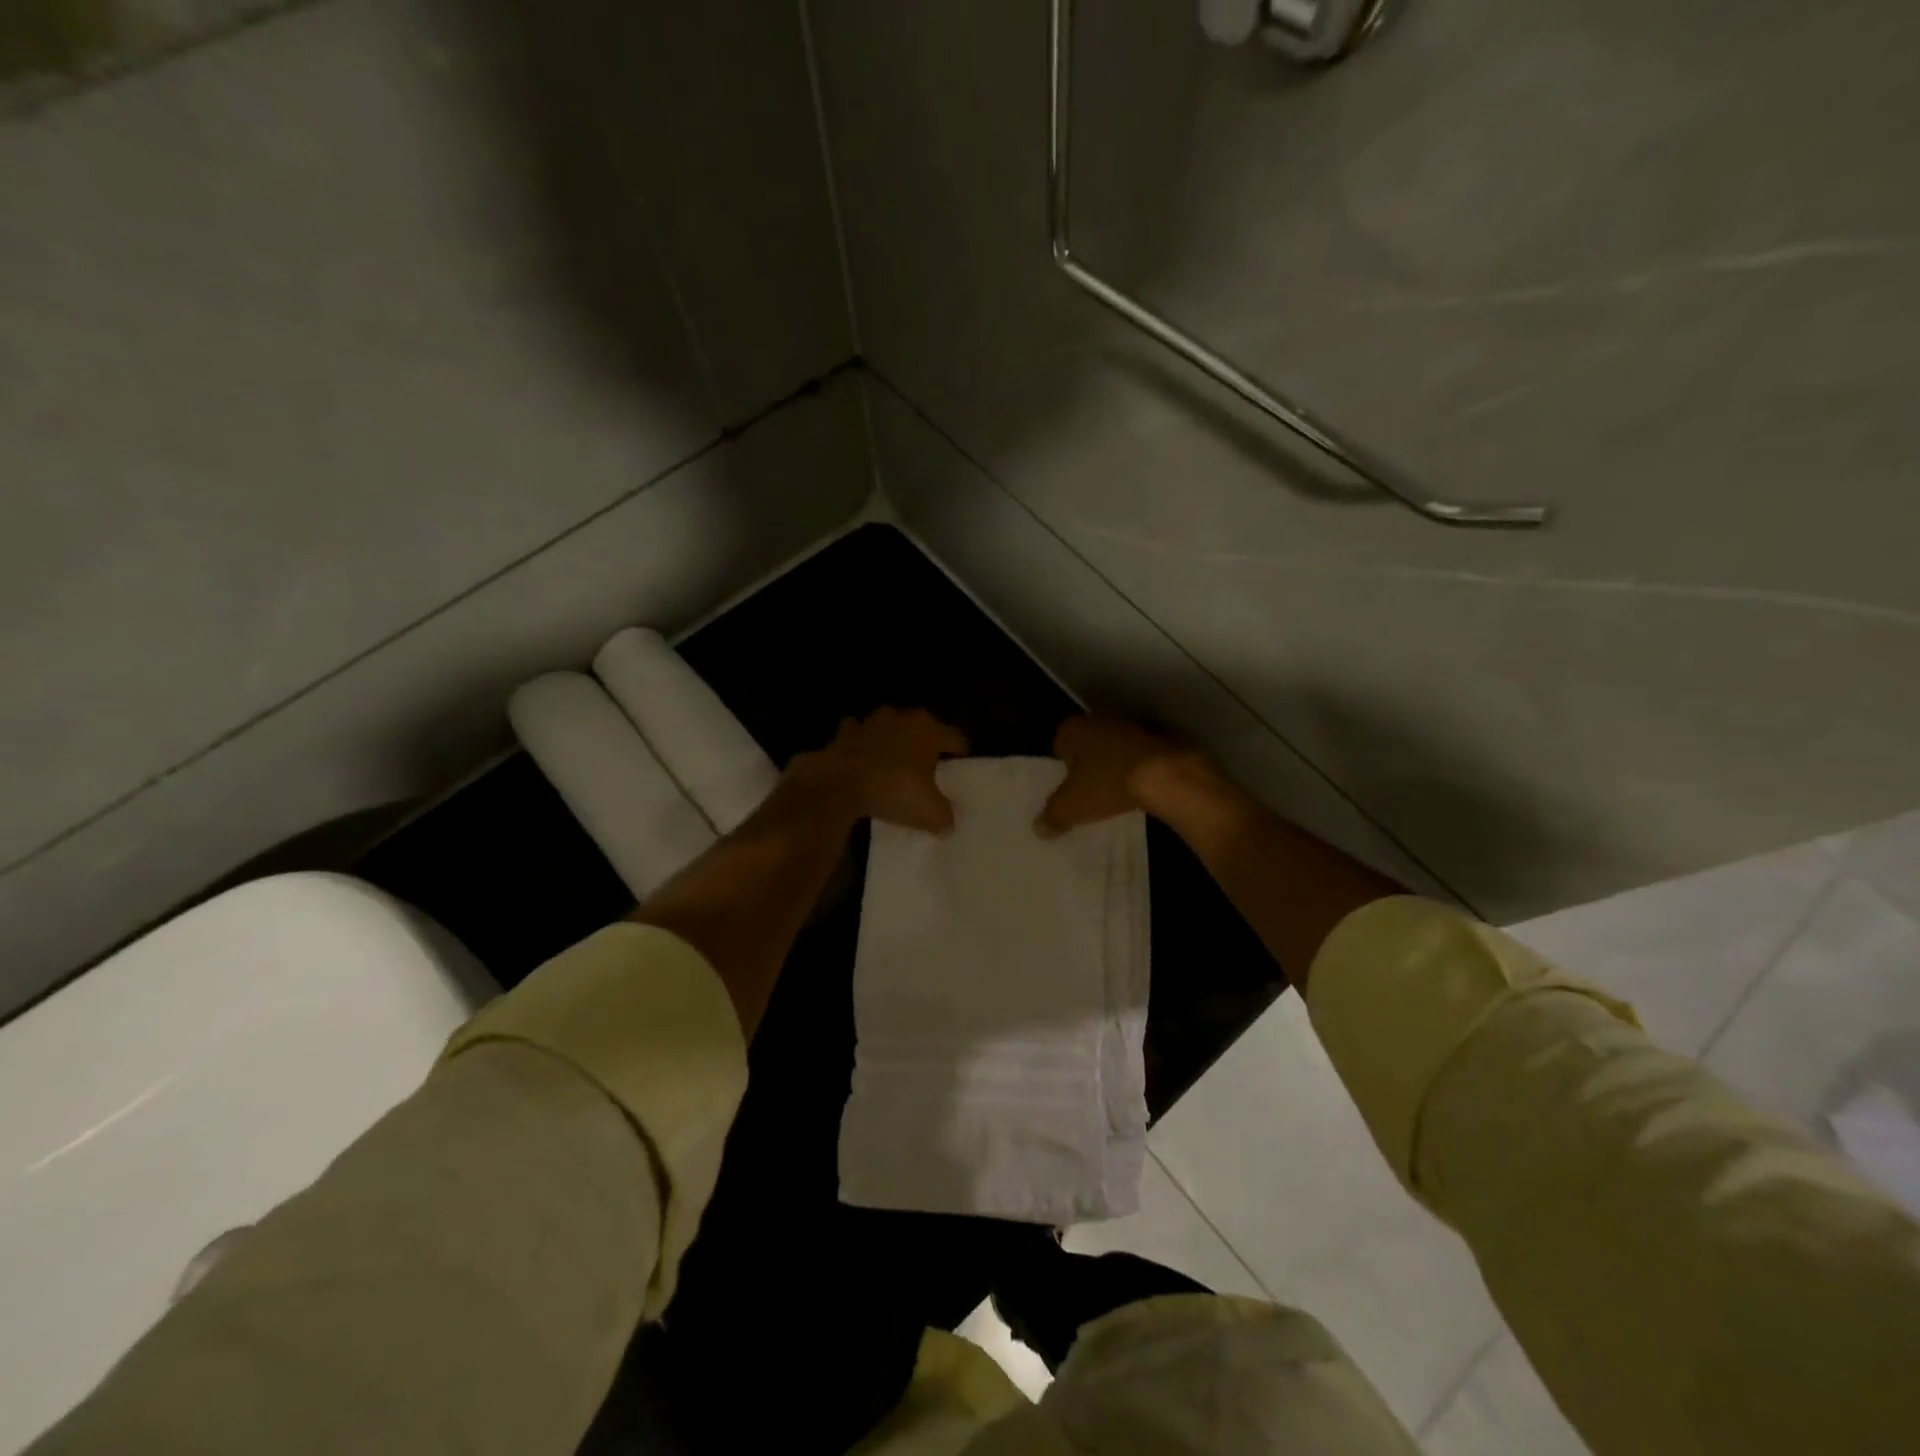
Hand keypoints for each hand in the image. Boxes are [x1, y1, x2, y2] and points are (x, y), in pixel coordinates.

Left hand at [802, 708, 968, 834]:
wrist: (841, 783)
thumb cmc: (895, 789)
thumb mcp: (930, 812)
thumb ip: (945, 817)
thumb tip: (947, 824)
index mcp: (930, 731)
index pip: (956, 738)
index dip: (960, 755)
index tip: (959, 769)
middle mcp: (903, 718)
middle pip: (922, 729)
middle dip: (924, 745)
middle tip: (927, 768)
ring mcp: (872, 722)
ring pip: (889, 727)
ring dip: (892, 741)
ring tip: (893, 763)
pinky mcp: (845, 732)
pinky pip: (859, 735)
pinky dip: (861, 745)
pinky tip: (862, 761)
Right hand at [1035, 716, 1204, 836]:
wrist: (1164, 775)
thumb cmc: (1106, 783)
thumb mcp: (1071, 807)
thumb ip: (1052, 817)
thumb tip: (1039, 829)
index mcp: (1071, 729)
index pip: (1057, 747)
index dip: (1061, 770)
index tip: (1067, 790)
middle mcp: (1097, 719)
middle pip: (1086, 747)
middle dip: (1086, 766)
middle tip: (1087, 794)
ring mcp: (1129, 726)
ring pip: (1112, 750)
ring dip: (1112, 767)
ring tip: (1112, 794)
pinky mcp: (1155, 737)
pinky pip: (1135, 755)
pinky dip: (1134, 768)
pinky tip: (1137, 789)